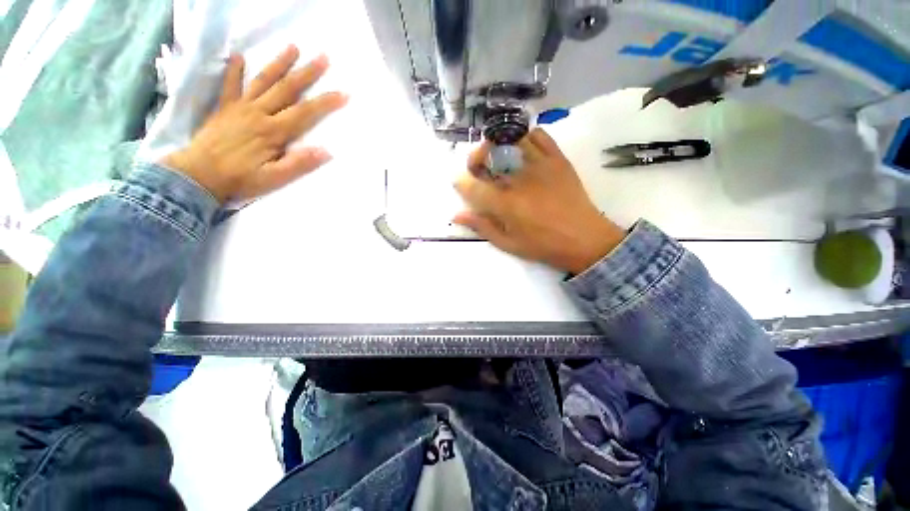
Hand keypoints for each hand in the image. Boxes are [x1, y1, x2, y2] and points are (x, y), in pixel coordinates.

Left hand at [161, 45, 347, 201]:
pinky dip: (234, 70)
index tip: (343, 93)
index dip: (326, 102)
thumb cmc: (241, 178)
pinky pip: (230, 85)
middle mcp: (259, 113)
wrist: (198, 175)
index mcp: (274, 131)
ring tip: (293, 47)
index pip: (305, 113)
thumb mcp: (275, 178)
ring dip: (279, 63)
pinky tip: (239, 57)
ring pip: (263, 80)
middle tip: (323, 57)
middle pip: (287, 89)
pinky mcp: (224, 108)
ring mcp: (240, 107)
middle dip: (307, 73)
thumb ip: (299, 164)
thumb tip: (326, 151)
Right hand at [453, 128, 626, 273]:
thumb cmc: (543, 245)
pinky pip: (539, 135)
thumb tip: (457, 214)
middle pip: (488, 154)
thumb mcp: (508, 243)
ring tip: (498, 157)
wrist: (584, 239)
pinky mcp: (558, 159)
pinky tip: (523, 150)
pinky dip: (526, 137)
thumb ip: (482, 226)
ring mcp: (540, 165)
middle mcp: (519, 180)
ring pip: (511, 139)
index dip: (461, 182)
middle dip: (475, 158)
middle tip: (478, 167)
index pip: (472, 185)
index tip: (460, 183)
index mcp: (505, 204)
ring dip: (498, 145)